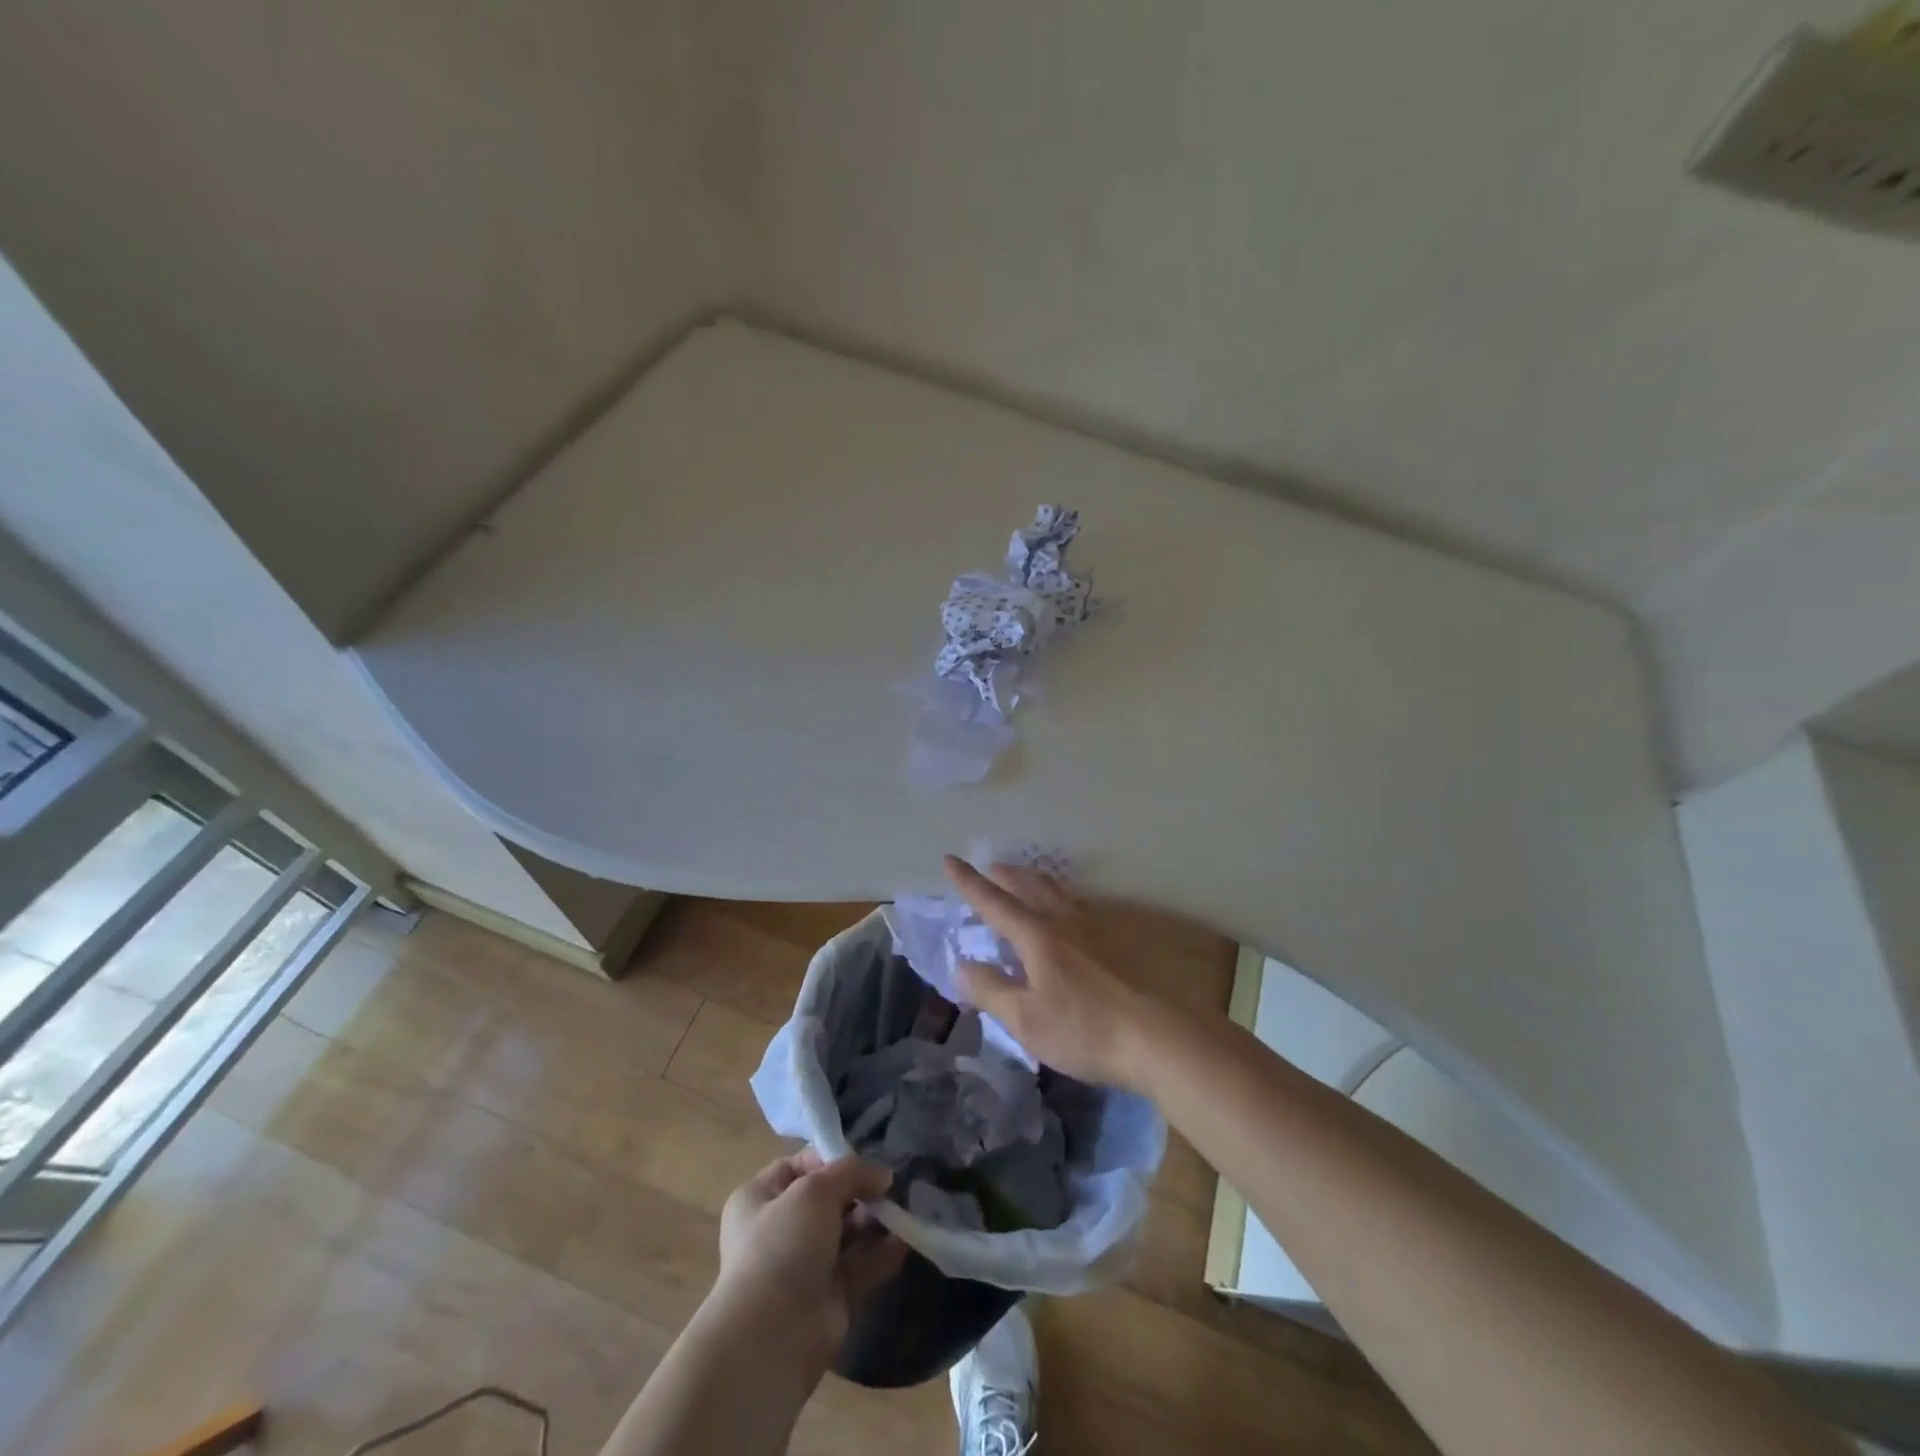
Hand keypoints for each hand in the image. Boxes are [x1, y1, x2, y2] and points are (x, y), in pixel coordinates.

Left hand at [708, 1150, 904, 1372]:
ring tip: (903, 1209)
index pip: (800, 1166)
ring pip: (847, 1234)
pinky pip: (861, 1267)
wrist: (772, 1338)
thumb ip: (852, 1172)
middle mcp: (781, 1230)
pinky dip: (882, 1253)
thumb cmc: (783, 1246)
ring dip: (875, 1220)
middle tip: (892, 1186)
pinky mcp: (830, 1298)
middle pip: (829, 1200)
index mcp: (760, 1199)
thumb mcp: (815, 1190)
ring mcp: (805, 1267)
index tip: (865, 1161)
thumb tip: (883, 1174)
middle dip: (861, 1191)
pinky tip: (906, 1240)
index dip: (832, 1159)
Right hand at [943, 855, 1162, 1088]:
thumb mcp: (1025, 1019)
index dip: (969, 882)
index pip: (994, 902)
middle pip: (1031, 886)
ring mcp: (1094, 930)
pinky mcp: (1115, 945)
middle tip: (992, 866)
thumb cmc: (1083, 1029)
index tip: (950, 859)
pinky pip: (1079, 908)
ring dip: (1035, 881)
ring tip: (1027, 880)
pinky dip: (1061, 900)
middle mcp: (1064, 922)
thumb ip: (991, 990)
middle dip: (1007, 874)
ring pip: (1058, 893)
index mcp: (1037, 936)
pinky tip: (1067, 915)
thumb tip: (963, 965)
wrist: (1154, 1037)